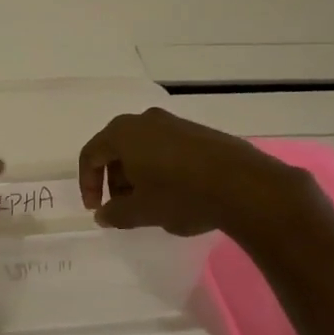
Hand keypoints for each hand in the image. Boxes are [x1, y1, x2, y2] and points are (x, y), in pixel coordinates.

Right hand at [78, 107, 325, 244]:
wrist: (245, 186)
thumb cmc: (181, 195)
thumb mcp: (141, 212)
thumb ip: (115, 213)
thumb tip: (104, 214)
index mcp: (123, 133)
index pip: (91, 155)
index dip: (88, 184)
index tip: (96, 208)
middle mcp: (145, 120)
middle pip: (116, 149)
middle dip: (114, 179)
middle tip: (122, 207)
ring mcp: (175, 123)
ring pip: (143, 148)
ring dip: (138, 174)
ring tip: (149, 203)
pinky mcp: (199, 132)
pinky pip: (167, 148)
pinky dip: (160, 168)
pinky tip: (175, 193)